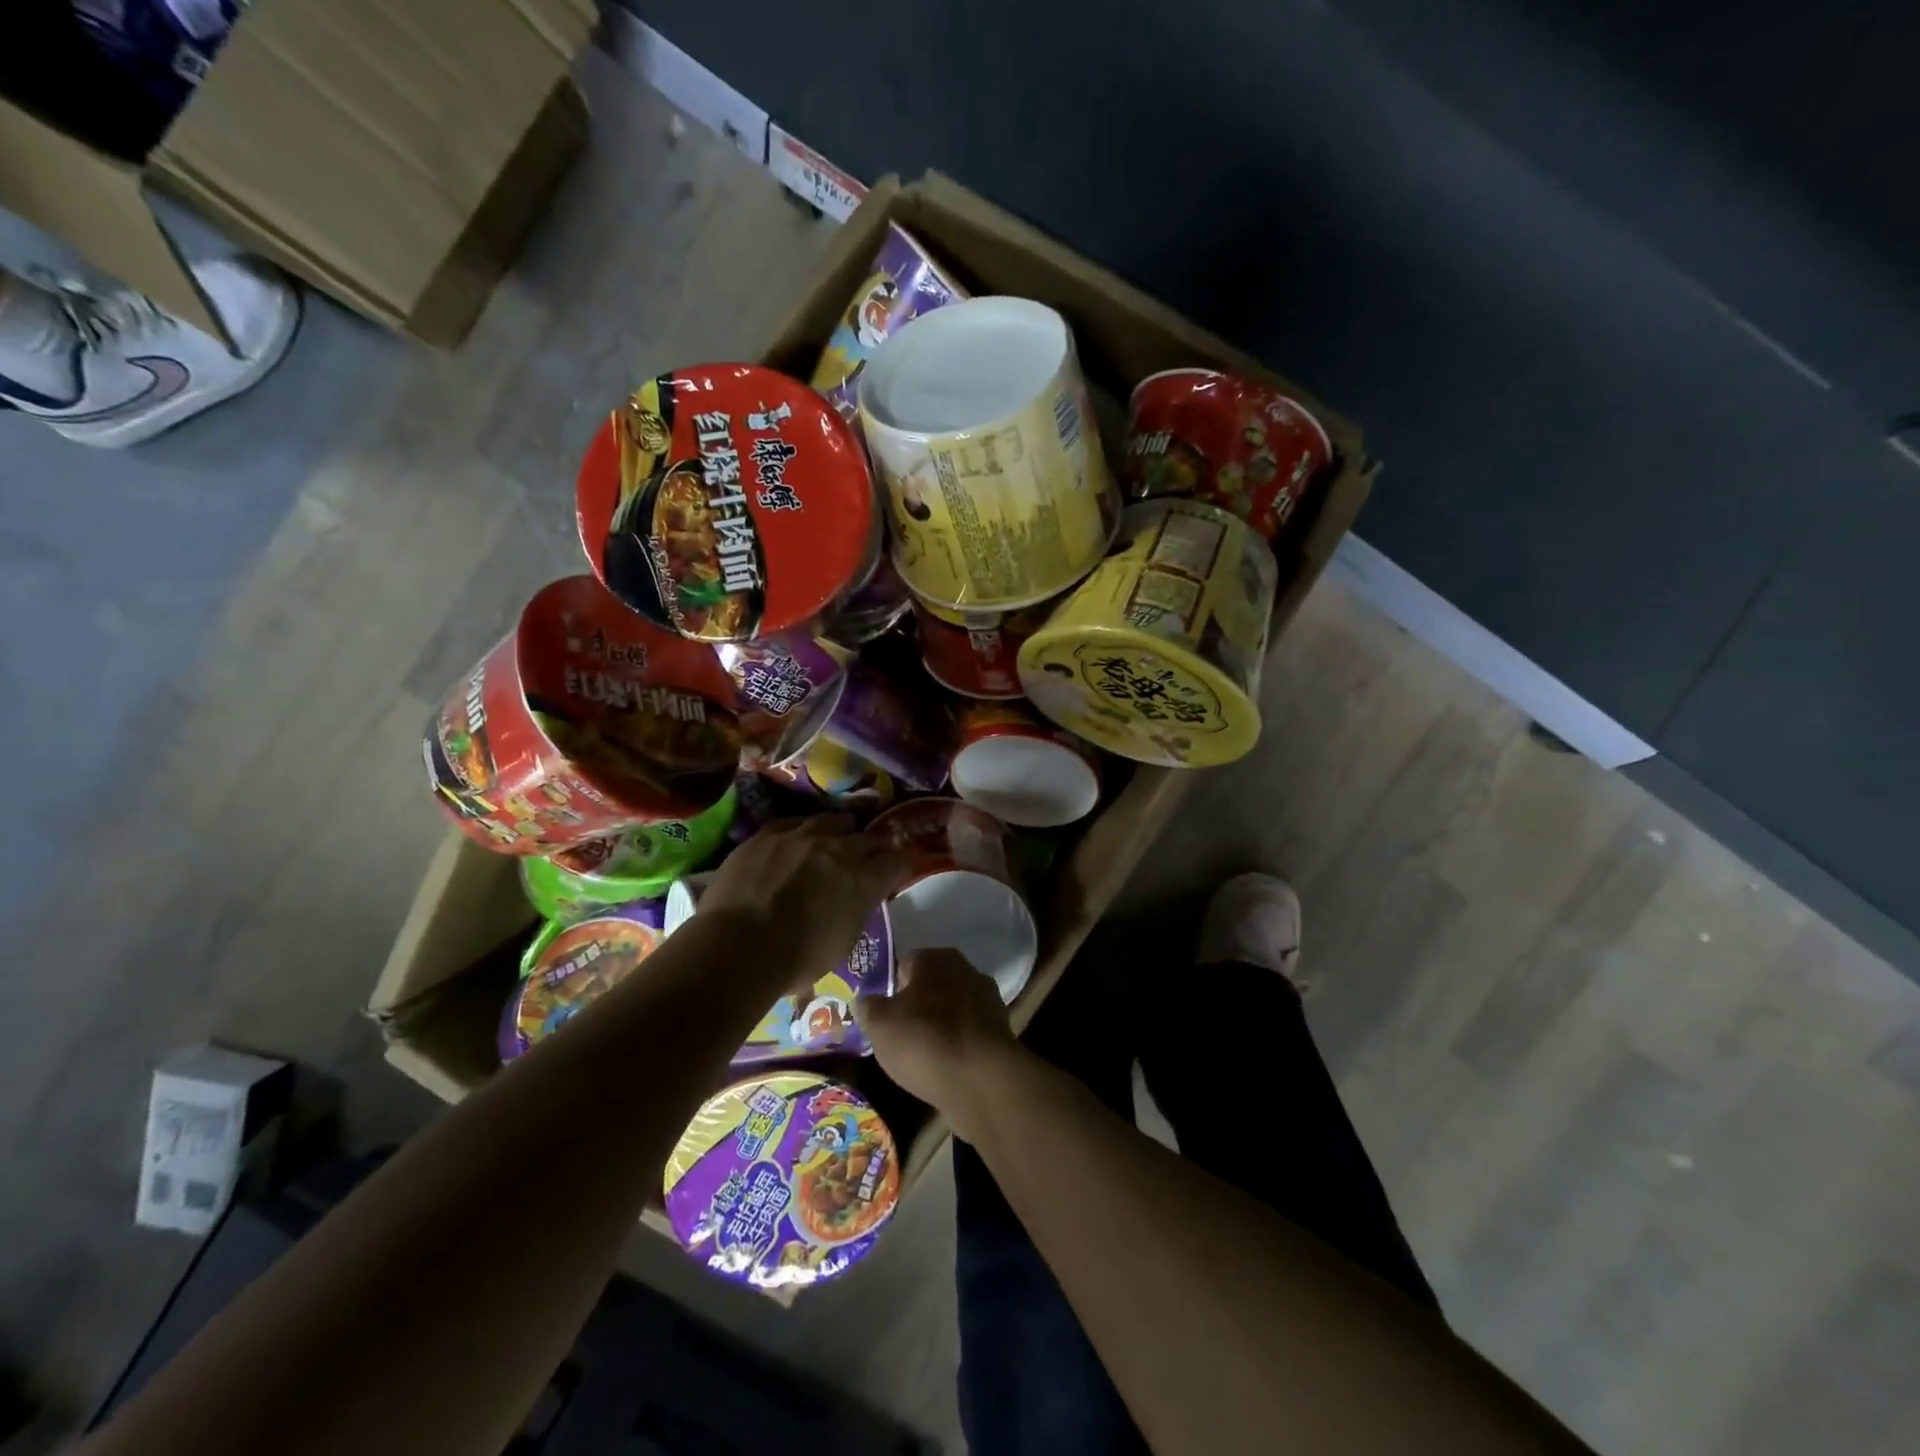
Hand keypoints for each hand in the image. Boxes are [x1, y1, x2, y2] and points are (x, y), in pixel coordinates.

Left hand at [696, 816, 911, 994]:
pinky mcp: (767, 834)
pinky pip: (793, 823)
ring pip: (832, 820)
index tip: (898, 870)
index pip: (897, 861)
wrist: (736, 947)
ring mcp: (801, 836)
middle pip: (867, 837)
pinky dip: (802, 831)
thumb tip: (854, 902)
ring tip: (835, 839)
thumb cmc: (795, 960)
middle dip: (872, 847)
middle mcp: (838, 849)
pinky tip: (797, 839)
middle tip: (868, 858)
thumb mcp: (842, 943)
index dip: (900, 865)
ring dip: (839, 831)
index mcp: (863, 880)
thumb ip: (855, 912)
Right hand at [857, 949, 1024, 1135]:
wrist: (981, 1080)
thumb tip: (864, 1000)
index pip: (905, 965)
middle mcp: (966, 969)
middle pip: (931, 986)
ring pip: (952, 1009)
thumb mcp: (880, 1025)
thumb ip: (868, 1008)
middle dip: (917, 1006)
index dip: (891, 989)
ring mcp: (988, 1000)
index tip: (882, 1015)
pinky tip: (945, 1066)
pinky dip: (958, 1045)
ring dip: (940, 1026)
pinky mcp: (1001, 1031)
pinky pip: (968, 1033)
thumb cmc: (924, 1041)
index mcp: (936, 958)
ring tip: (921, 1055)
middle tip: (899, 1034)